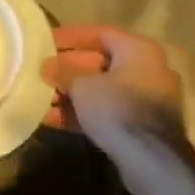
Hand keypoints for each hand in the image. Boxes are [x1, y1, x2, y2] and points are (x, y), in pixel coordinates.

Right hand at [40, 25, 190, 153]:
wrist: (153, 161)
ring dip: (72, 94)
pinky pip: (108, 111)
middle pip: (99, 63)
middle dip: (67, 70)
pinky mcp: (143, 127)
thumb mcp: (81, 85)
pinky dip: (84, 113)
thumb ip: (62, 71)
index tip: (45, 43)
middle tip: (41, 73)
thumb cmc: (117, 107)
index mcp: (138, 50)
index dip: (69, 37)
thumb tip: (47, 66)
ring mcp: (148, 100)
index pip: (98, 33)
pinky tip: (54, 120)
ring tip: (41, 99)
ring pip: (102, 90)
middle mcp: (148, 69)